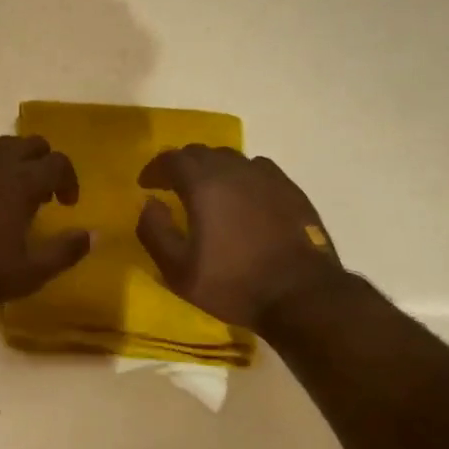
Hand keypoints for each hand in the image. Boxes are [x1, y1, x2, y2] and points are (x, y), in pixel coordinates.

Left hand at [0, 136, 90, 308]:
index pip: (58, 163)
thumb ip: (63, 252)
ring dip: (13, 164)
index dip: (69, 180)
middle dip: (44, 164)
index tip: (67, 204)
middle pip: (30, 144)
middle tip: (42, 195)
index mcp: (20, 181)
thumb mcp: (26, 274)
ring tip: (7, 196)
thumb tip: (93, 234)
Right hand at [136, 146, 342, 332]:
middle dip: (181, 166)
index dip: (155, 169)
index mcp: (204, 184)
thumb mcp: (179, 270)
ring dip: (212, 169)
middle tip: (171, 186)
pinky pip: (258, 170)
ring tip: (207, 192)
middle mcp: (235, 170)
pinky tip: (242, 197)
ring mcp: (267, 177)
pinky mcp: (290, 189)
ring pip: (230, 158)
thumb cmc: (234, 284)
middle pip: (200, 153)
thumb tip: (149, 203)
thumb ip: (155, 232)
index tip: (146, 185)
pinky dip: (241, 177)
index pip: (172, 158)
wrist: (301, 295)